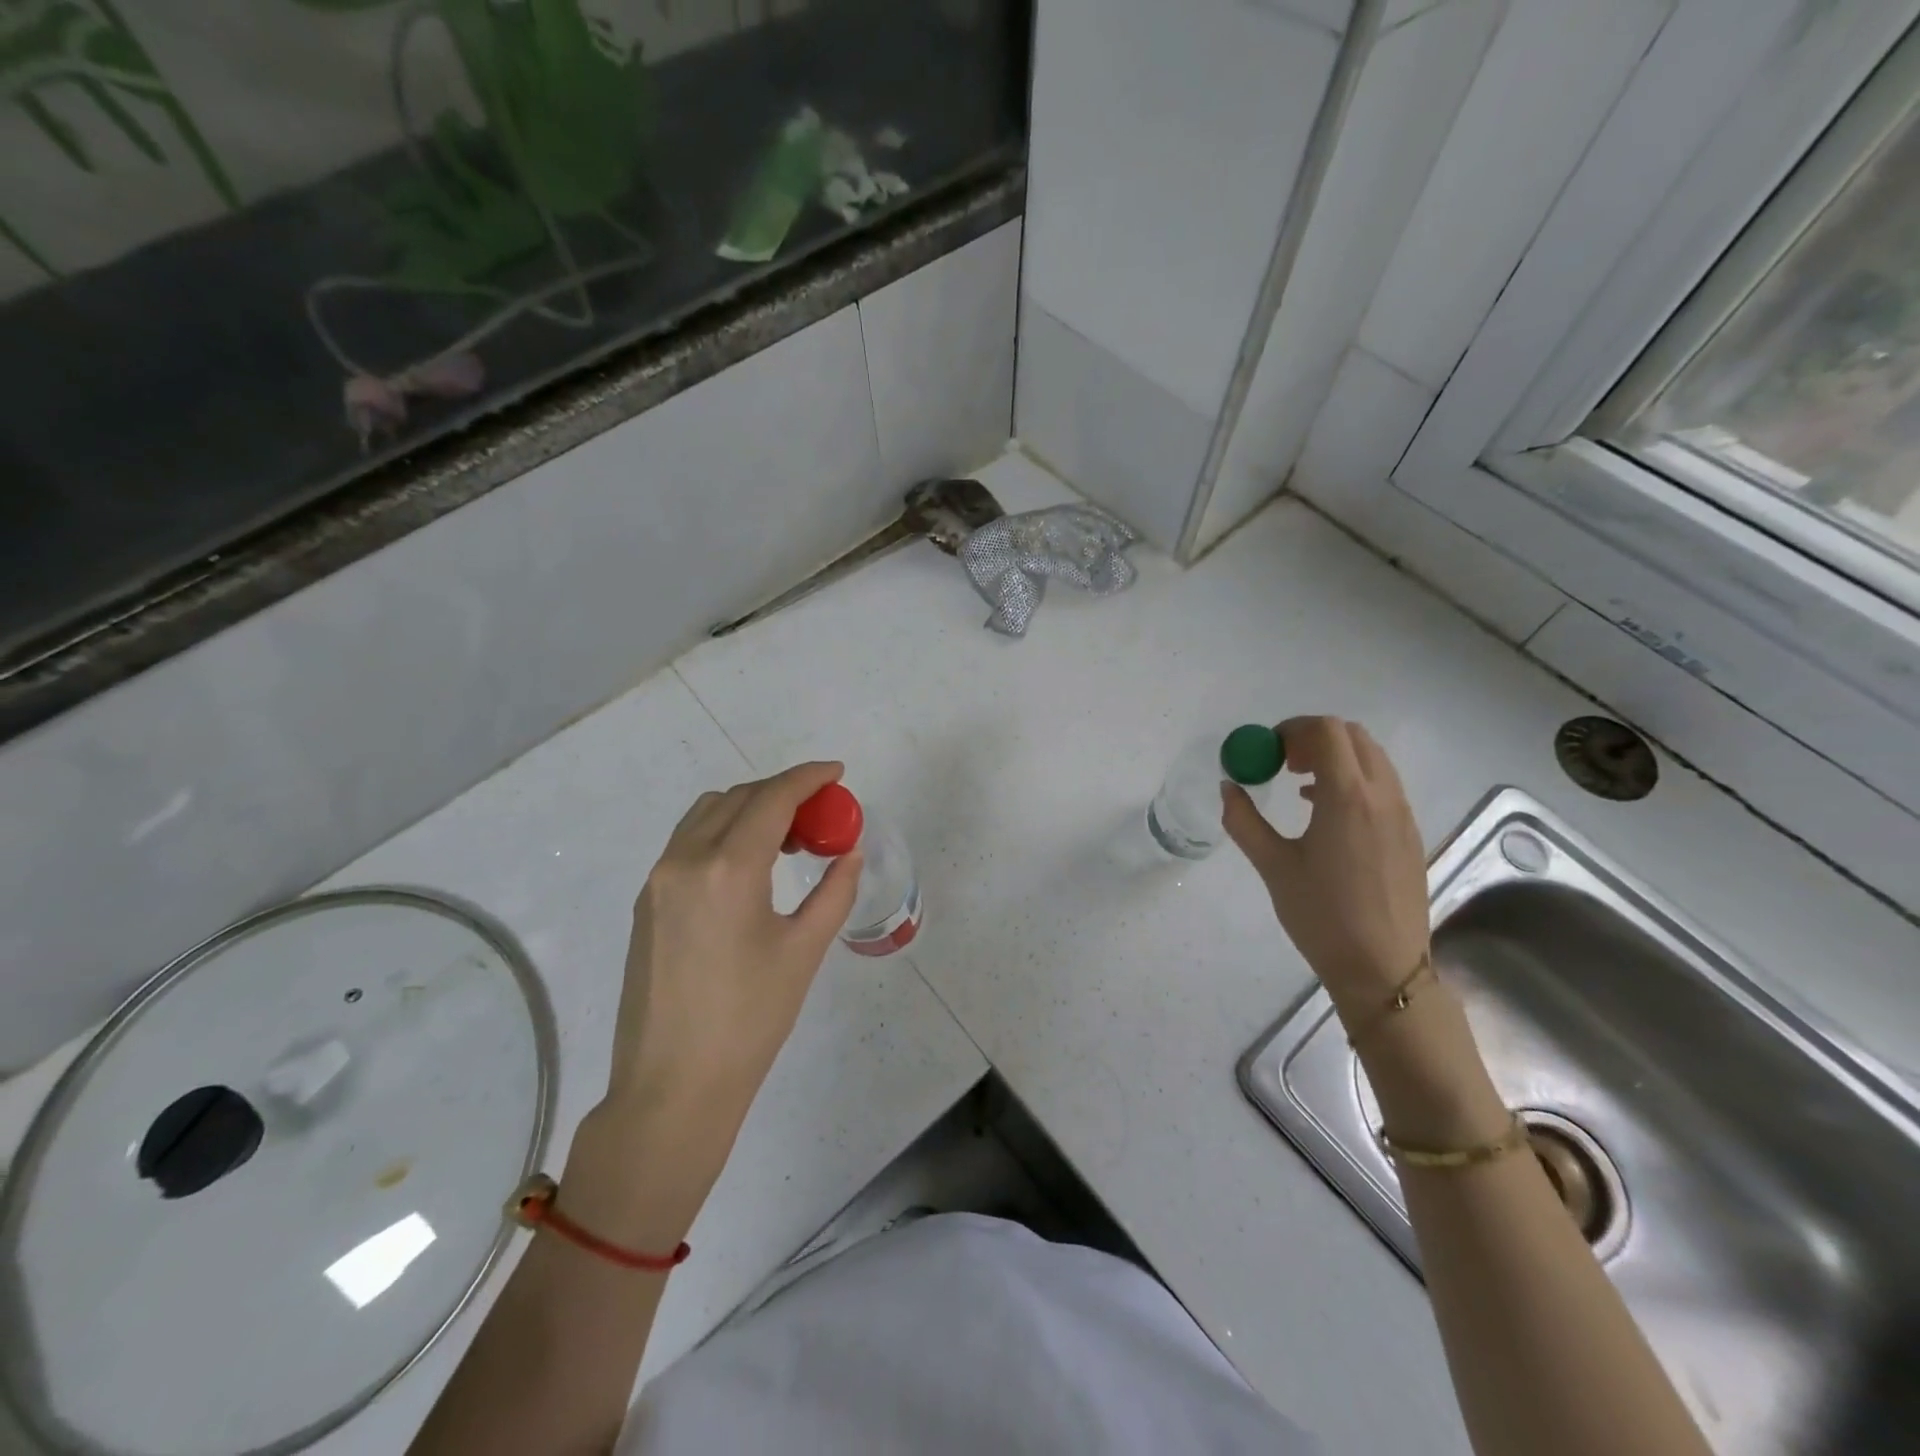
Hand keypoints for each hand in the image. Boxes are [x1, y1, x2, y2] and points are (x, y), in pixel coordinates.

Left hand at [603, 761, 861, 1153]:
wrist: (672, 1086)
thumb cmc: (750, 1020)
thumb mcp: (804, 951)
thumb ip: (834, 891)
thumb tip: (850, 852)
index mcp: (728, 869)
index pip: (772, 798)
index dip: (808, 777)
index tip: (837, 772)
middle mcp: (684, 860)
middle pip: (738, 798)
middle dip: (783, 793)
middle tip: (820, 816)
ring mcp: (658, 880)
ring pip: (707, 814)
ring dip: (749, 809)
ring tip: (787, 840)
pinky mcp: (646, 902)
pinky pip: (688, 842)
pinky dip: (723, 833)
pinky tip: (749, 867)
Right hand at [1222, 717, 1428, 1018]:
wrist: (1383, 968)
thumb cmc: (1321, 915)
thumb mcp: (1273, 866)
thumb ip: (1244, 820)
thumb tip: (1228, 787)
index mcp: (1347, 797)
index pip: (1326, 731)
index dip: (1292, 729)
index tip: (1268, 751)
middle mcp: (1382, 795)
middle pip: (1353, 736)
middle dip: (1314, 738)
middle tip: (1283, 763)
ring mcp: (1403, 814)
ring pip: (1373, 759)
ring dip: (1336, 757)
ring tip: (1301, 788)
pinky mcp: (1410, 834)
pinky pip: (1383, 785)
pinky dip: (1354, 780)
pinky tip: (1327, 814)